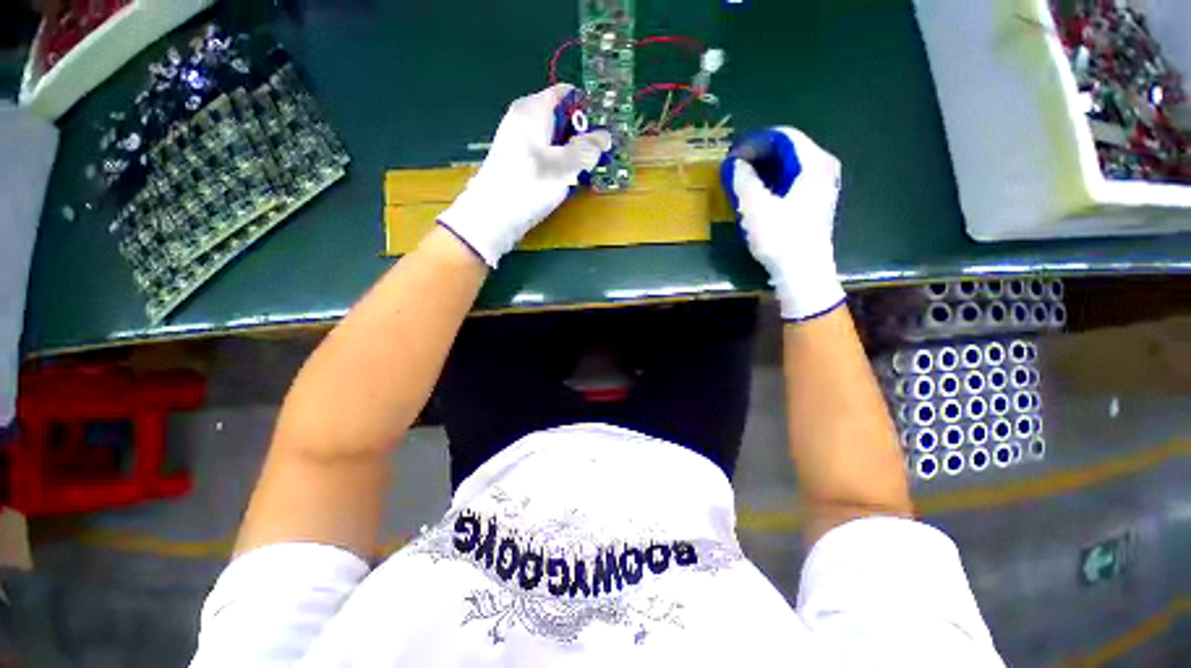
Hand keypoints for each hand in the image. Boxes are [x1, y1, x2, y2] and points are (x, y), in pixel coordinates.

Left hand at [438, 84, 612, 267]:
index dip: (587, 109)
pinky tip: (564, 181)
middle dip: (581, 135)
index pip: (566, 94)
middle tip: (597, 157)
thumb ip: (587, 149)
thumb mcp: (564, 166)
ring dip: (571, 153)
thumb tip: (606, 136)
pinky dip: (557, 164)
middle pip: (561, 117)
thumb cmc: (528, 185)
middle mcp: (524, 118)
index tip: (603, 131)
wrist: (492, 216)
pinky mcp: (517, 161)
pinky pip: (544, 154)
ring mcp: (518, 141)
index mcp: (533, 108)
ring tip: (583, 172)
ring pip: (553, 139)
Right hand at [722, 127, 844, 320]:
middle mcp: (824, 169)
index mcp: (815, 163)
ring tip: (741, 181)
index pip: (784, 136)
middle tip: (734, 168)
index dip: (755, 142)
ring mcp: (822, 187)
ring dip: (764, 170)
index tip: (732, 155)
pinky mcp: (816, 203)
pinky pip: (792, 181)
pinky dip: (772, 182)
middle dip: (759, 155)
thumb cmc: (781, 238)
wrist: (803, 274)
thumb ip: (744, 180)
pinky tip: (757, 194)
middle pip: (789, 149)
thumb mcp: (755, 207)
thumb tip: (736, 163)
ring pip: (789, 166)